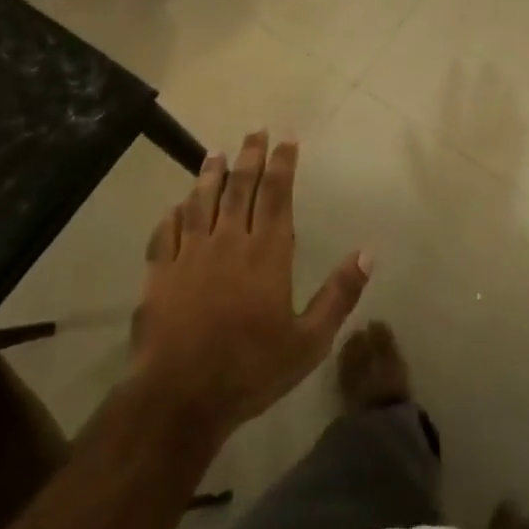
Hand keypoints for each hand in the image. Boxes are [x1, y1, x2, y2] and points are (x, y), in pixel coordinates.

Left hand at [131, 132, 371, 436]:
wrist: (180, 398)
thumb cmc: (251, 369)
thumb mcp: (310, 341)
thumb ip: (339, 295)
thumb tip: (369, 254)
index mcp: (267, 253)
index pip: (278, 194)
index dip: (284, 162)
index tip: (287, 136)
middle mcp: (229, 242)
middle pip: (240, 187)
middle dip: (250, 156)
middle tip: (255, 130)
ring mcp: (190, 255)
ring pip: (201, 202)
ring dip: (210, 174)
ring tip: (216, 152)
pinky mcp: (160, 273)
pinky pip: (166, 232)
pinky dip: (173, 215)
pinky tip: (176, 206)